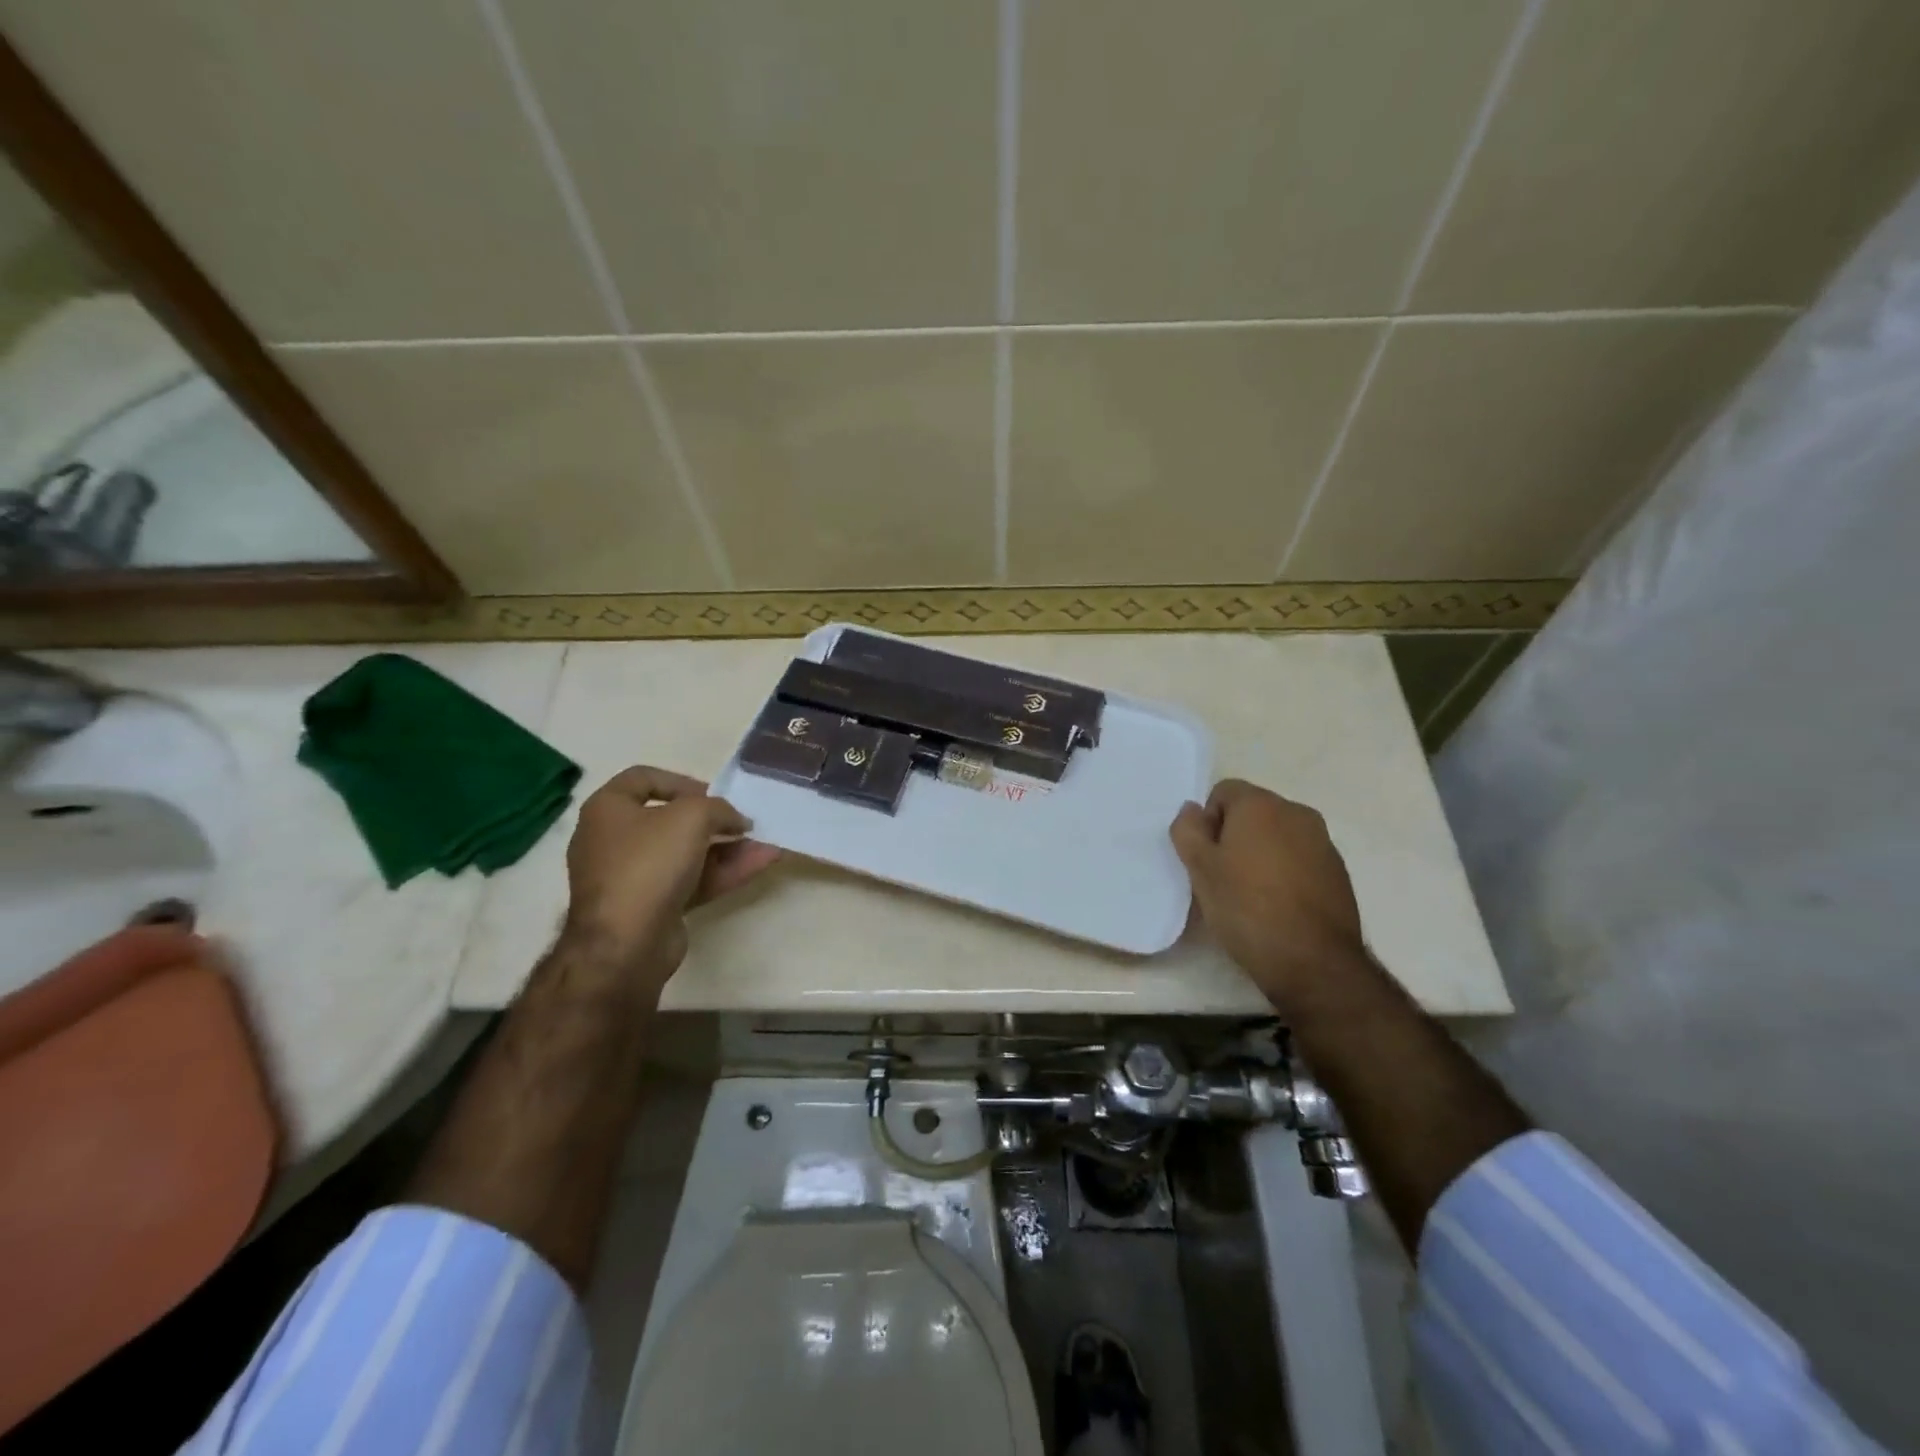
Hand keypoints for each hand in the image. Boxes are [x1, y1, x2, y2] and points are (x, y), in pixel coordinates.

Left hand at [562, 766, 780, 987]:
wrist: (624, 944)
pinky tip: (761, 863)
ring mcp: (634, 877)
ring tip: (766, 843)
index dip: (682, 780)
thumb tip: (736, 820)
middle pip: (671, 820)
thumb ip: (719, 808)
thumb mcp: (691, 817)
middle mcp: (615, 840)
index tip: (714, 793)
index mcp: (608, 810)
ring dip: (728, 847)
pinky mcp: (653, 907)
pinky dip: (725, 871)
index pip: (644, 778)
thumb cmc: (648, 863)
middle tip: (743, 821)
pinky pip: (694, 880)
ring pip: (688, 854)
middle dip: (714, 820)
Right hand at [1170, 779, 1364, 1009]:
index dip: (1208, 822)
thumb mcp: (1200, 869)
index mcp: (1261, 804)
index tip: (1206, 858)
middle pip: (1253, 812)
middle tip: (1222, 877)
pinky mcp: (1338, 872)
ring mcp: (1323, 842)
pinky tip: (1278, 907)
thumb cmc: (1247, 908)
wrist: (1314, 962)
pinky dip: (1285, 873)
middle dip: (1234, 836)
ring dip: (1261, 855)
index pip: (1223, 791)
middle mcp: (1297, 813)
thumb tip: (1192, 810)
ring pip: (1278, 837)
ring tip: (1251, 896)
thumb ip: (1188, 830)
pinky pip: (1300, 859)